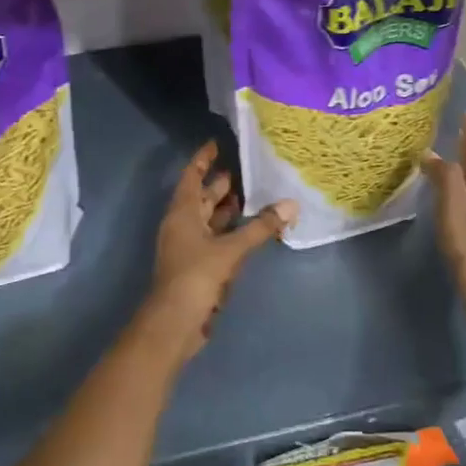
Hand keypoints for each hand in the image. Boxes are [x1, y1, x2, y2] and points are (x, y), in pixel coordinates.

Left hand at [146, 141, 295, 356]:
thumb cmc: (196, 277)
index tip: (217, 144)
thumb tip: (290, 205)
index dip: (203, 160)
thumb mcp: (231, 250)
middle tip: (245, 169)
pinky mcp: (197, 266)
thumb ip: (260, 227)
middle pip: (200, 197)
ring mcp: (188, 247)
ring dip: (226, 209)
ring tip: (251, 195)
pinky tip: (250, 231)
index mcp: (182, 213)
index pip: (192, 176)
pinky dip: (230, 232)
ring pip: (208, 220)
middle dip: (219, 184)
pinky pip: (215, 240)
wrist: (175, 322)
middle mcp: (182, 225)